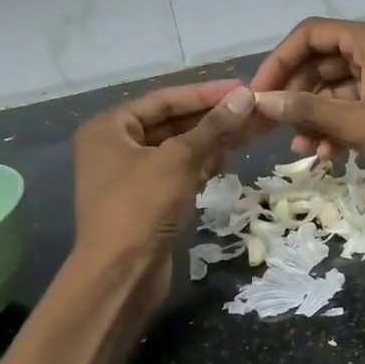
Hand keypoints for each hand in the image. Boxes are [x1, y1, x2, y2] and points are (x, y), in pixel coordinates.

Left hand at [71, 79, 256, 306]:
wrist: (121, 275)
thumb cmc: (141, 207)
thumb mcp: (178, 160)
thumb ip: (212, 127)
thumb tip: (246, 97)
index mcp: (110, 128)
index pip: (165, 99)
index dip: (206, 93)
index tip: (243, 88)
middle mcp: (115, 146)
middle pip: (172, 123)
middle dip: (213, 118)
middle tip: (254, 112)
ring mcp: (130, 176)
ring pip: (178, 149)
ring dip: (212, 141)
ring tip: (251, 132)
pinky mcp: (146, 201)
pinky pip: (177, 172)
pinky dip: (201, 165)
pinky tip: (228, 159)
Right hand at [248, 18, 364, 187]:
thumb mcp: (358, 123)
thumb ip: (308, 110)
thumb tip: (261, 101)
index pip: (310, 34)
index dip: (280, 60)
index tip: (259, 92)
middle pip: (320, 62)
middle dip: (295, 93)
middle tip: (271, 123)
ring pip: (334, 90)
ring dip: (313, 116)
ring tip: (299, 147)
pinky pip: (352, 109)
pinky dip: (335, 128)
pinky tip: (324, 154)